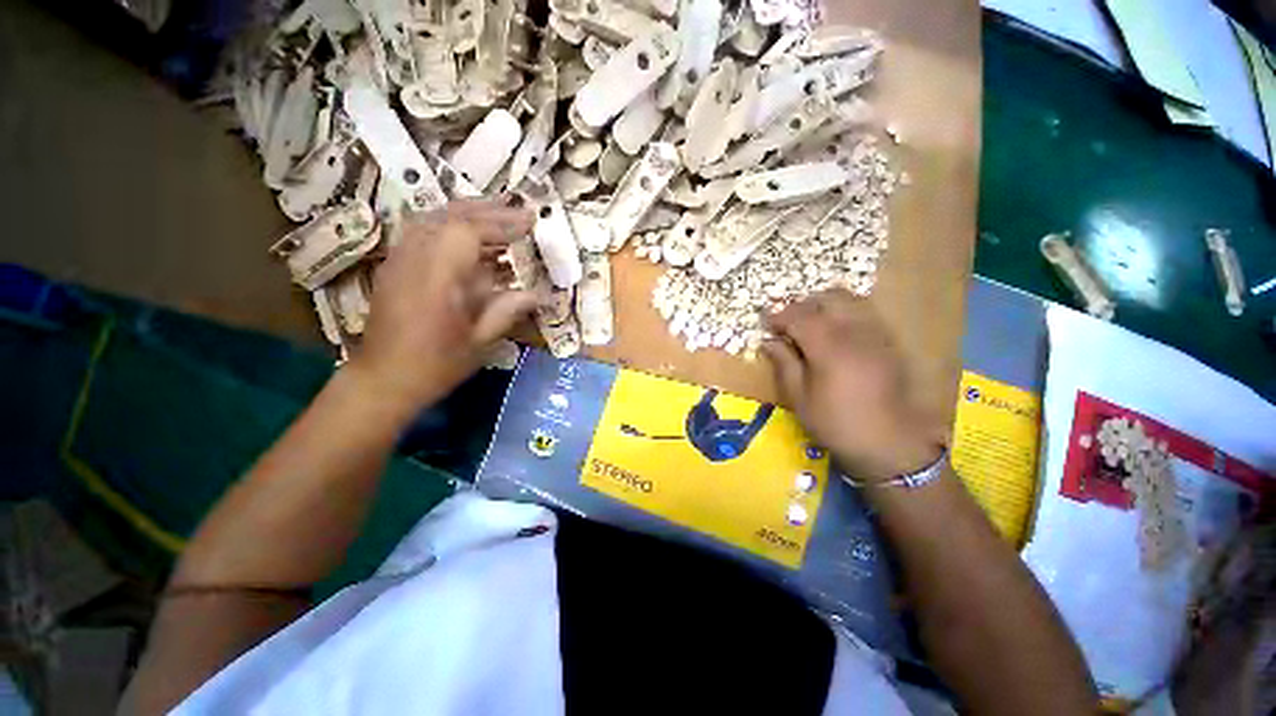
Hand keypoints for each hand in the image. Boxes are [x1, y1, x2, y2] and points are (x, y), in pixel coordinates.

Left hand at [349, 200, 535, 413]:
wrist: (382, 380)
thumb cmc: (435, 366)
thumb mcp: (479, 344)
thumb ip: (507, 312)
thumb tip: (537, 294)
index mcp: (436, 280)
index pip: (466, 232)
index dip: (501, 224)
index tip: (530, 223)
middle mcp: (414, 260)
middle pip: (449, 216)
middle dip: (489, 211)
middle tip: (522, 212)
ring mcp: (400, 259)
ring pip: (434, 218)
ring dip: (470, 213)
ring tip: (501, 216)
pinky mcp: (396, 265)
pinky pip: (424, 230)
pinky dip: (452, 224)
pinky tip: (471, 234)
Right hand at [763, 290, 942, 482]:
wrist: (890, 443)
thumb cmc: (836, 424)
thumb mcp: (799, 398)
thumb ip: (784, 364)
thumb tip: (768, 342)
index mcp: (828, 348)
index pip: (798, 316)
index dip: (778, 314)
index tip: (764, 320)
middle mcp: (854, 332)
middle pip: (827, 298)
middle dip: (802, 304)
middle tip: (786, 321)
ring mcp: (876, 334)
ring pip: (850, 300)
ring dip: (824, 304)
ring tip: (810, 323)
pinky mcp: (889, 342)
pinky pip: (864, 312)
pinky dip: (844, 312)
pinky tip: (835, 332)